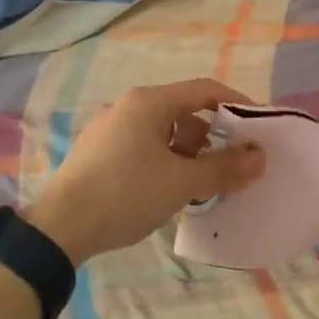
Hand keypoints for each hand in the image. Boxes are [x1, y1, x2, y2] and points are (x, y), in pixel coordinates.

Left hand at [24, 79, 266, 265]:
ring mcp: (108, 128)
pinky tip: (165, 190)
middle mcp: (127, 106)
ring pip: (161, 131)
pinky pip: (142, 146)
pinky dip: (163, 160)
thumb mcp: (181, 183)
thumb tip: (259, 158)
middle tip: (228, 164)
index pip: (204, 90)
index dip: (236, 104)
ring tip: (197, 183)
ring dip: (186, 152)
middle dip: (210, 135)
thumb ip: (223, 168)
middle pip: (182, 110)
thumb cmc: (125, 194)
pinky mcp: (96, 152)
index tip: (257, 127)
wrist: (59, 228)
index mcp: (148, 102)